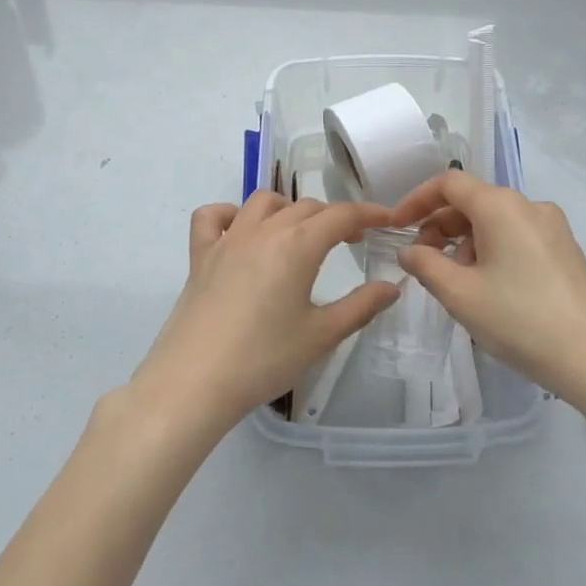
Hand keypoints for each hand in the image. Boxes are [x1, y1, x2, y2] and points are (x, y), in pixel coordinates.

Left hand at [130, 192, 398, 434]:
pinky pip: (212, 217)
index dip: (369, 214)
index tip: (387, 222)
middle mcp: (263, 231)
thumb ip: (361, 306)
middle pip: (306, 207)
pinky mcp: (200, 256)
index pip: (342, 215)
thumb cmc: (264, 359)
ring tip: (300, 234)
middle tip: (350, 242)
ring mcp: (227, 240)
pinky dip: (230, 214)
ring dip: (288, 209)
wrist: (194, 383)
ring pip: (263, 203)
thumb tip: (392, 285)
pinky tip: (241, 233)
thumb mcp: (321, 336)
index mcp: (298, 245)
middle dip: (334, 217)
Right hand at [385, 171, 585, 408]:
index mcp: (501, 206)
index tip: (396, 226)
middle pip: (473, 201)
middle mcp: (530, 206)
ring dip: (466, 242)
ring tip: (457, 284)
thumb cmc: (521, 320)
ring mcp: (554, 228)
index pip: (449, 183)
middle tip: (424, 262)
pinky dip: (493, 251)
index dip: (416, 200)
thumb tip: (409, 250)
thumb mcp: (460, 295)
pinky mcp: (567, 251)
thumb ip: (425, 265)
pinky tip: (490, 290)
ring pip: (496, 222)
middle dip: (440, 226)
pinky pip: (518, 237)